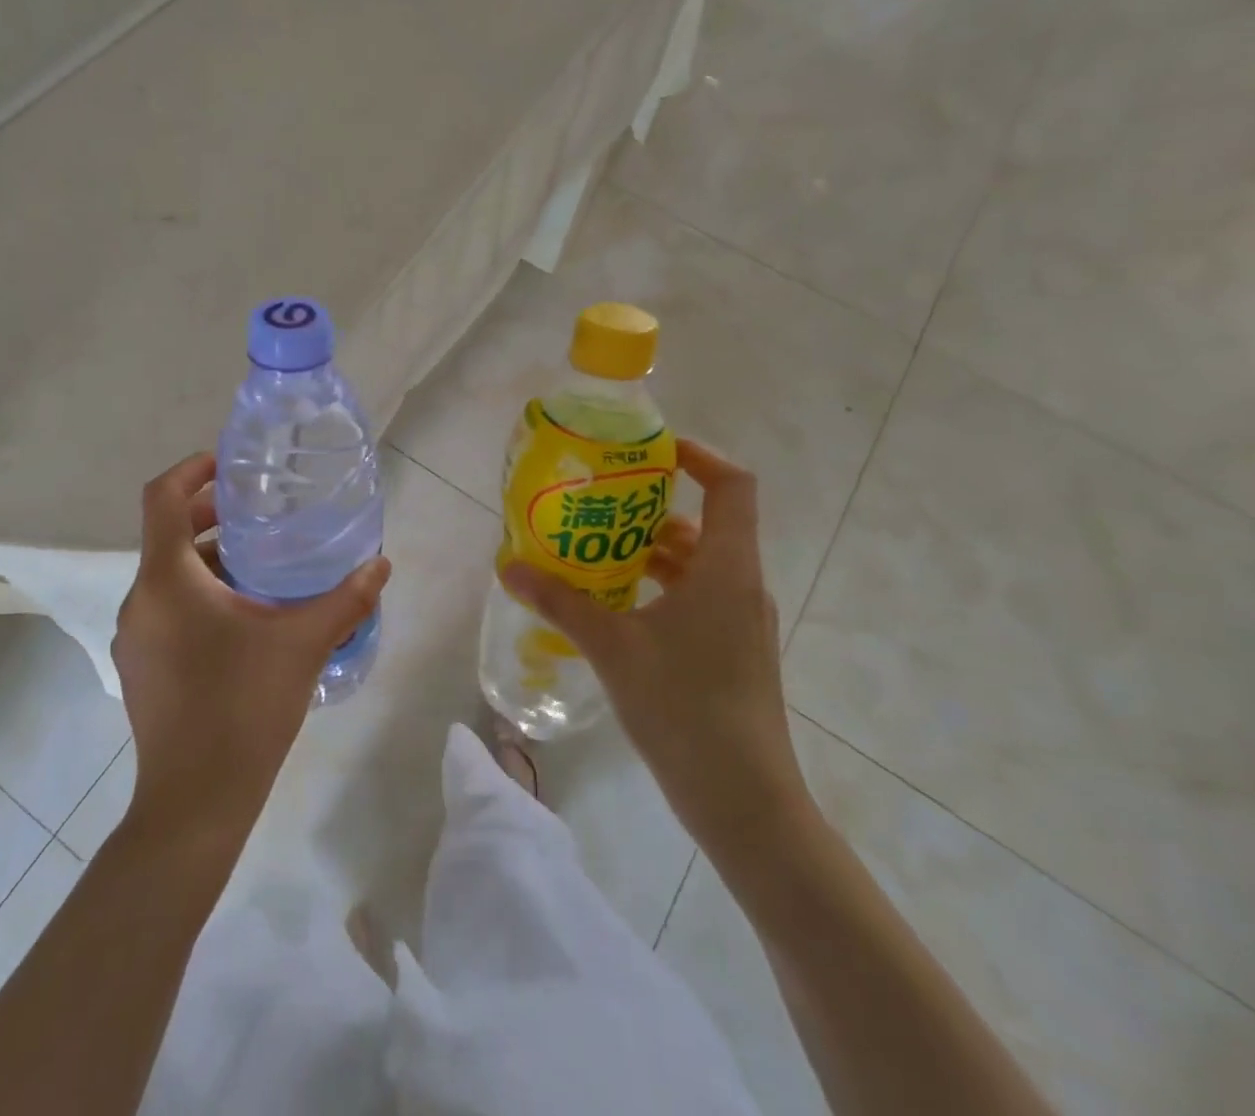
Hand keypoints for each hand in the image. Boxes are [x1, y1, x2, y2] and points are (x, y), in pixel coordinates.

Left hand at [113, 453, 390, 851]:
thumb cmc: (244, 707)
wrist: (195, 802)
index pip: (162, 498)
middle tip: (262, 513)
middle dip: (212, 515)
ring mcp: (135, 636)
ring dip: (210, 559)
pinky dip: (199, 593)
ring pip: (169, 574)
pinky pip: (167, 607)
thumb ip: (346, 598)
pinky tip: (245, 618)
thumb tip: (381, 563)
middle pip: (168, 533)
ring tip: (263, 566)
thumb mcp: (303, 643)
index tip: (230, 465)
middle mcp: (140, 599)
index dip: (192, 469)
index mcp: (168, 580)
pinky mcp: (140, 665)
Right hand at [500, 440, 809, 855]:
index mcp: (726, 568)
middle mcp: (741, 584)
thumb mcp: (612, 648)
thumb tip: (509, 567)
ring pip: (699, 563)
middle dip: (654, 507)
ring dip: (652, 550)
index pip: (731, 485)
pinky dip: (661, 586)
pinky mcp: (733, 651)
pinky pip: (698, 596)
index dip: (698, 456)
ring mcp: (741, 621)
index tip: (650, 452)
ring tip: (596, 551)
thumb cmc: (685, 708)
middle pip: (707, 522)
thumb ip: (560, 602)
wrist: (745, 802)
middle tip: (600, 502)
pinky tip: (616, 604)